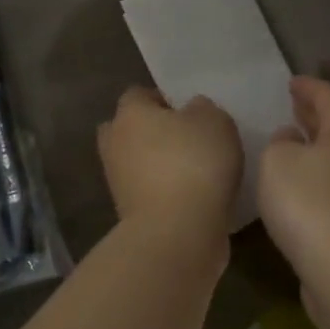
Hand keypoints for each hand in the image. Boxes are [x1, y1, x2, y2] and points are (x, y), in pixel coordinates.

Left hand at [98, 86, 241, 231]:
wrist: (176, 233)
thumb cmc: (194, 163)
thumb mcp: (214, 121)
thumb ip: (202, 108)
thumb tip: (191, 111)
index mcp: (130, 113)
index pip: (138, 95)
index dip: (163, 100)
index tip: (188, 112)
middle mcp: (115, 143)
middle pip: (128, 129)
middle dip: (151, 132)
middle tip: (185, 139)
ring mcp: (117, 181)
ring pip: (136, 162)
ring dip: (157, 165)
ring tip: (194, 171)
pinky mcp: (127, 214)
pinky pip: (146, 191)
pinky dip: (163, 192)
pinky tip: (192, 197)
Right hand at [257, 77, 329, 313]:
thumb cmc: (309, 205)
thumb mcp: (277, 163)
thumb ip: (280, 143)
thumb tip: (292, 138)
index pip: (329, 97)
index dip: (309, 87)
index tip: (292, 82)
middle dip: (317, 114)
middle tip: (296, 105)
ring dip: (320, 144)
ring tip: (296, 141)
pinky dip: (323, 174)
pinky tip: (305, 184)